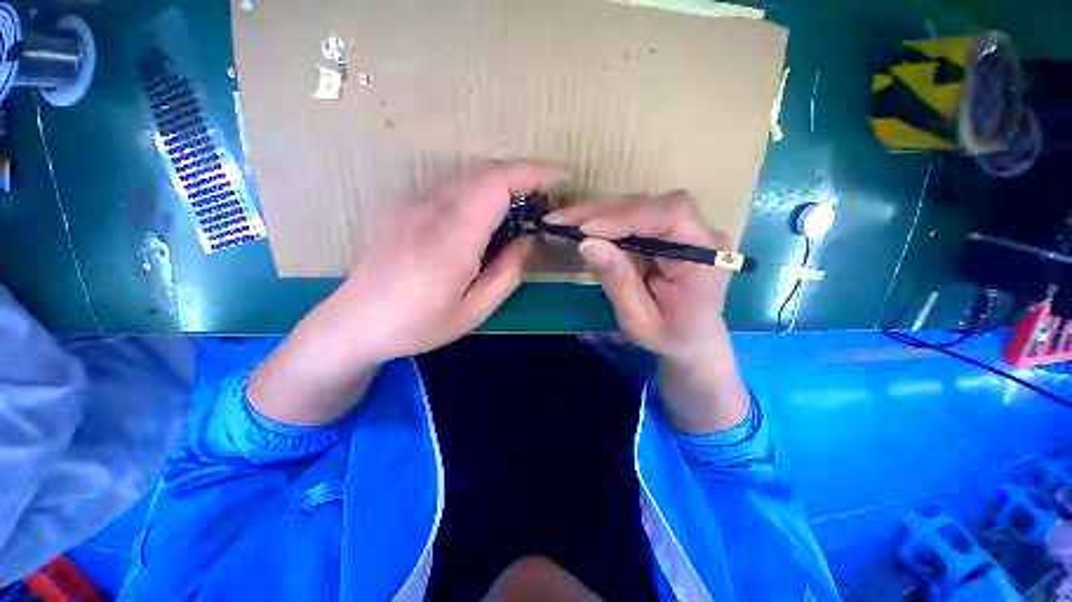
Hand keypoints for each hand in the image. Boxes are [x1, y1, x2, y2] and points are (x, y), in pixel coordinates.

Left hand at [250, 161, 566, 425]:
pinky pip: (451, 188)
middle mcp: (428, 208)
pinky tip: (487, 219)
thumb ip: (508, 272)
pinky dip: (480, 193)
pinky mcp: (403, 205)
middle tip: (547, 200)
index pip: (496, 183)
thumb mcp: (475, 310)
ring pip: (468, 178)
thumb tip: (528, 239)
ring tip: (522, 209)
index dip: (533, 172)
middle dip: (524, 177)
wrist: (354, 323)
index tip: (561, 179)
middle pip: (485, 173)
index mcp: (450, 238)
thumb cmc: (418, 324)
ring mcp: (411, 203)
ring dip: (502, 185)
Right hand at [546, 191, 731, 359]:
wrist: (693, 340)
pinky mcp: (670, 231)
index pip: (670, 215)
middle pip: (651, 204)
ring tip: (565, 221)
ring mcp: (687, 229)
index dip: (625, 216)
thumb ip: (618, 281)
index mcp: (705, 257)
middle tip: (561, 220)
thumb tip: (587, 243)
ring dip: (600, 213)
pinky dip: (607, 220)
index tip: (585, 229)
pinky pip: (637, 217)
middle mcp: (701, 234)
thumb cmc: (670, 337)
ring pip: (641, 205)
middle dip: (602, 211)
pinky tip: (583, 226)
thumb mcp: (639, 320)